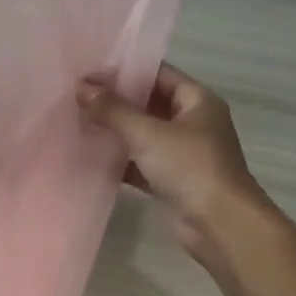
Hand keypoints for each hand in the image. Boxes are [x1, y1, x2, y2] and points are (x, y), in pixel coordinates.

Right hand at [76, 64, 267, 264]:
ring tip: (77, 120)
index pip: (158, 74)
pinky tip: (90, 156)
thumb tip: (82, 88)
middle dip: (116, 101)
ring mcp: (184, 153)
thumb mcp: (148, 133)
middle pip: (150, 104)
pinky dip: (121, 161)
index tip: (90, 70)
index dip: (125, 71)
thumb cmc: (190, 167)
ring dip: (116, 131)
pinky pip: (142, 163)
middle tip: (77, 95)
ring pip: (144, 134)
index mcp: (198, 101)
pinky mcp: (172, 181)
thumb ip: (113, 110)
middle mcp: (193, 123)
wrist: (219, 225)